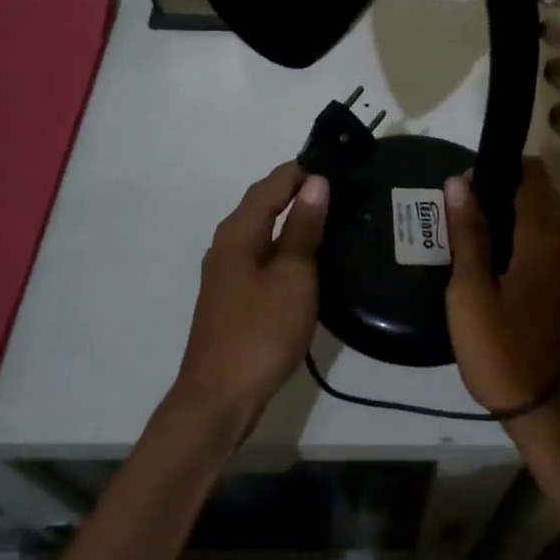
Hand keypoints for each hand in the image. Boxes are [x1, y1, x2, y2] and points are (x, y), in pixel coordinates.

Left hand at [172, 161, 329, 434]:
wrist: (219, 398)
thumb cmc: (260, 332)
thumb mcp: (293, 277)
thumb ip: (303, 228)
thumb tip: (315, 181)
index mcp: (238, 233)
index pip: (272, 184)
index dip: (302, 170)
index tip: (337, 161)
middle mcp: (226, 244)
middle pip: (263, 204)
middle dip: (297, 190)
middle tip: (340, 186)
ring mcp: (226, 273)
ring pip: (263, 231)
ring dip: (293, 218)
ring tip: (332, 215)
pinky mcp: (233, 296)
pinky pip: (262, 255)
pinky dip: (285, 245)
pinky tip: (308, 257)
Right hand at [444, 159, 559, 429]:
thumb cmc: (506, 356)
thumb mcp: (471, 296)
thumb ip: (469, 235)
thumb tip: (460, 182)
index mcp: (546, 236)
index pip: (532, 174)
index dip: (500, 170)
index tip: (471, 192)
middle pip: (546, 197)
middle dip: (510, 198)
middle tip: (473, 229)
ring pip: (558, 228)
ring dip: (527, 227)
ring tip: (492, 258)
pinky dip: (543, 254)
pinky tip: (519, 288)